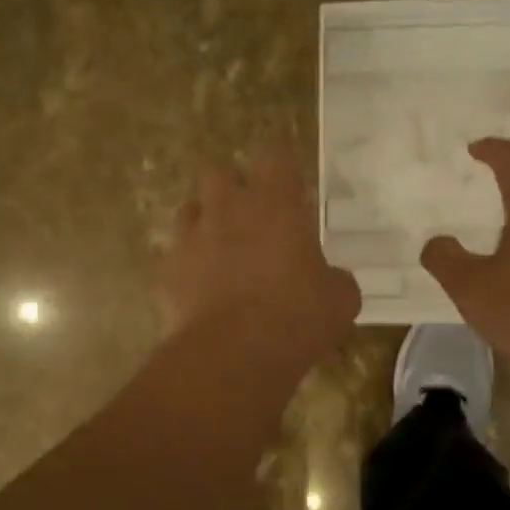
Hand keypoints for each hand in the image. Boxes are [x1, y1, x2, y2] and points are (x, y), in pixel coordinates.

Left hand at [164, 153, 358, 359]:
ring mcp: (193, 236)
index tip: (290, 191)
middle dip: (231, 188)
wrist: (235, 352)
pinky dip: (188, 262)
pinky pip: (176, 252)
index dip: (282, 172)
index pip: (276, 158)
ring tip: (221, 247)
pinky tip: (202, 285)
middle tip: (250, 216)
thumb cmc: (298, 316)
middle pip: (219, 172)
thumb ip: (336, 280)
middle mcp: (229, 207)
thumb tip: (332, 280)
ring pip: (190, 208)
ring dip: (205, 220)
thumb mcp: (339, 299)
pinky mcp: (169, 268)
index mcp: (276, 203)